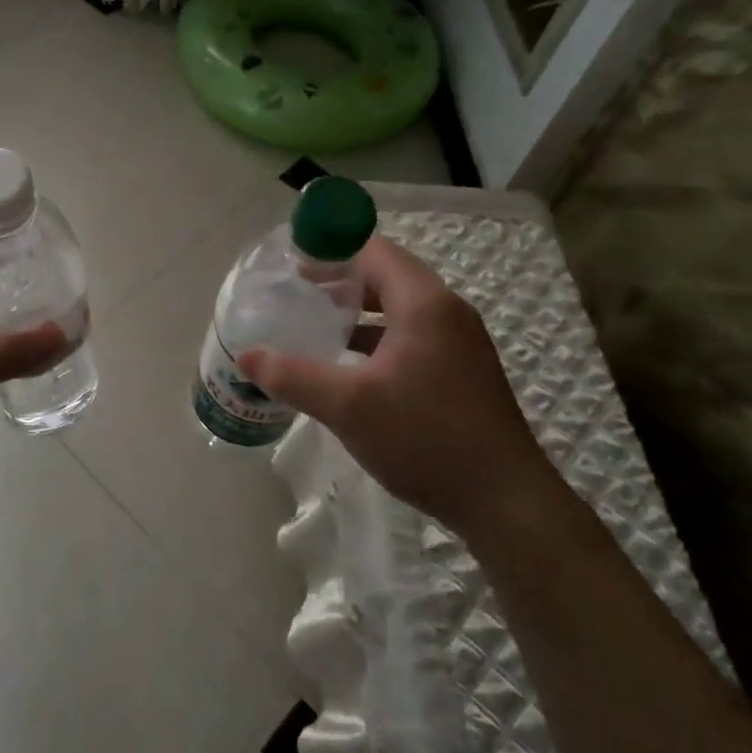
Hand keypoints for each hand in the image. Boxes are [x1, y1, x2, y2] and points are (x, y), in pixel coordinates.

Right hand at [239, 235, 564, 541]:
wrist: (505, 502)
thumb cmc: (425, 438)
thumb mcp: (348, 406)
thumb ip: (293, 376)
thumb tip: (246, 357)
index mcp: (424, 303)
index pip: (373, 250)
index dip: (330, 250)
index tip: (291, 263)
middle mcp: (447, 311)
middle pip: (386, 275)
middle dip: (340, 280)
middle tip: (296, 293)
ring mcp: (460, 342)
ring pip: (399, 308)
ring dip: (358, 311)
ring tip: (315, 324)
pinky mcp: (462, 370)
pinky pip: (412, 335)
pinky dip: (378, 337)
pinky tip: (349, 364)